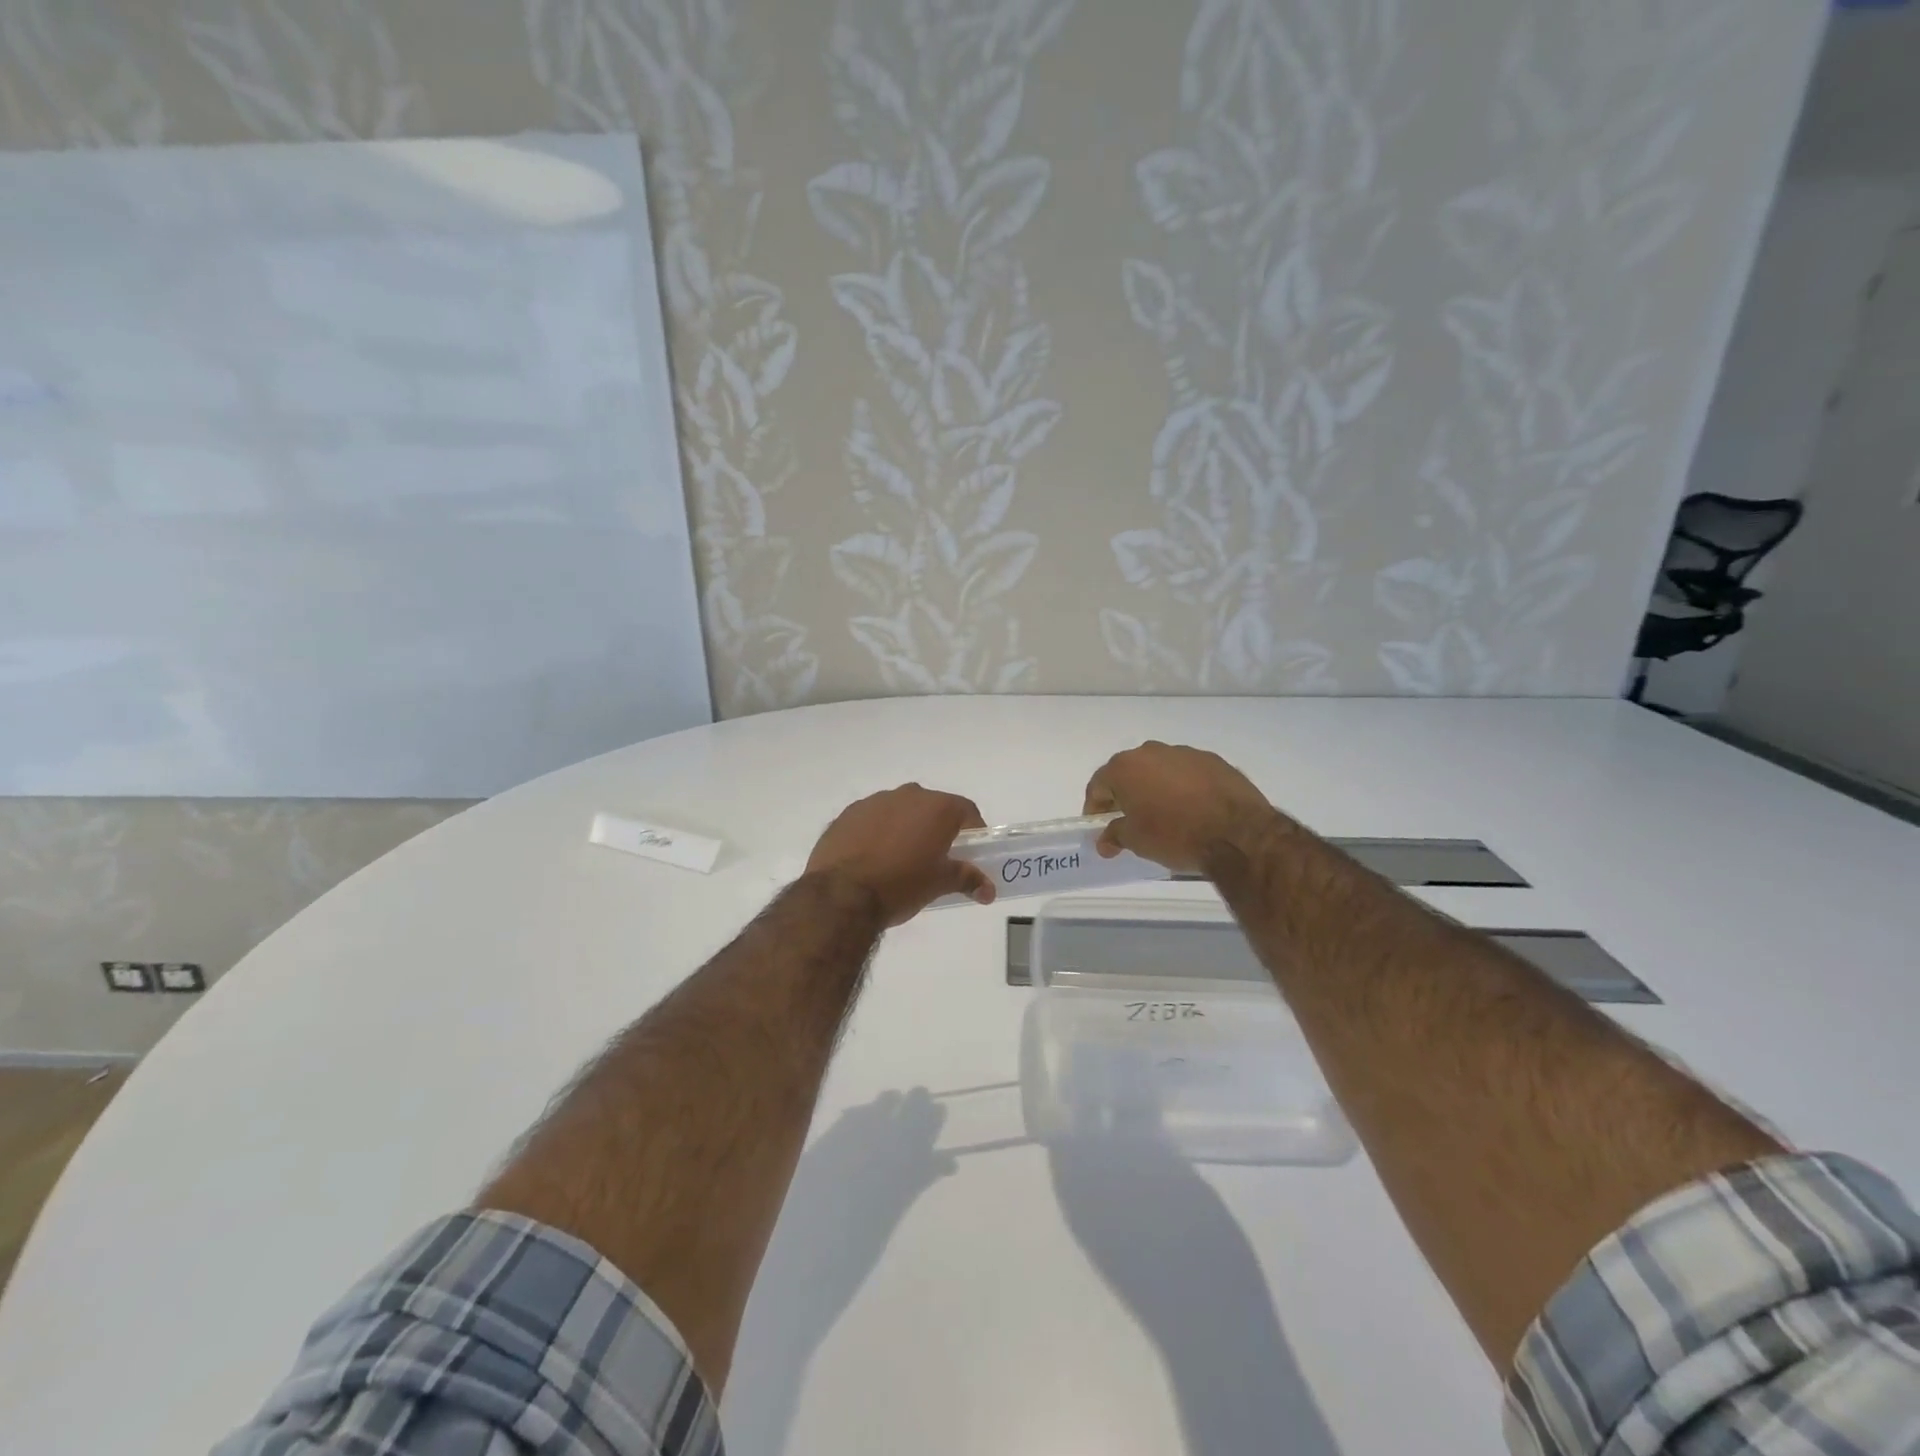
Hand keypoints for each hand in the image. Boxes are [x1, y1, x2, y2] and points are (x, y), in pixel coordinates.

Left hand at [806, 784, 994, 925]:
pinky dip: (878, 832)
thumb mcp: (939, 884)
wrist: (841, 894)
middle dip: (937, 828)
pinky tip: (872, 858)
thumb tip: (989, 891)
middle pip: (932, 807)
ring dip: (906, 828)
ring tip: (901, 859)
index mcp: (936, 807)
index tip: (972, 851)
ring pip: (900, 810)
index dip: (973, 830)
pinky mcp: (847, 814)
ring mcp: (874, 801)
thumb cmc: (901, 885)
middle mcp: (907, 795)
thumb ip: (967, 879)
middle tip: (937, 857)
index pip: (966, 811)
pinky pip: (872, 819)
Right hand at [1082, 741, 1277, 874]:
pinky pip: (1187, 773)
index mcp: (1125, 768)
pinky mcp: (1213, 760)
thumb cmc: (1175, 835)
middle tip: (1129, 819)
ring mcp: (1184, 753)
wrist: (1237, 833)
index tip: (1099, 826)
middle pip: (1128, 772)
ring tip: (1164, 814)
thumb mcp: (1137, 841)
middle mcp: (1151, 752)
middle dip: (1125, 794)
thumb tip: (1104, 841)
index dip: (1094, 807)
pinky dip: (1183, 787)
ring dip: (1155, 788)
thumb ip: (1115, 835)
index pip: (1098, 785)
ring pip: (1159, 769)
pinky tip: (1192, 809)